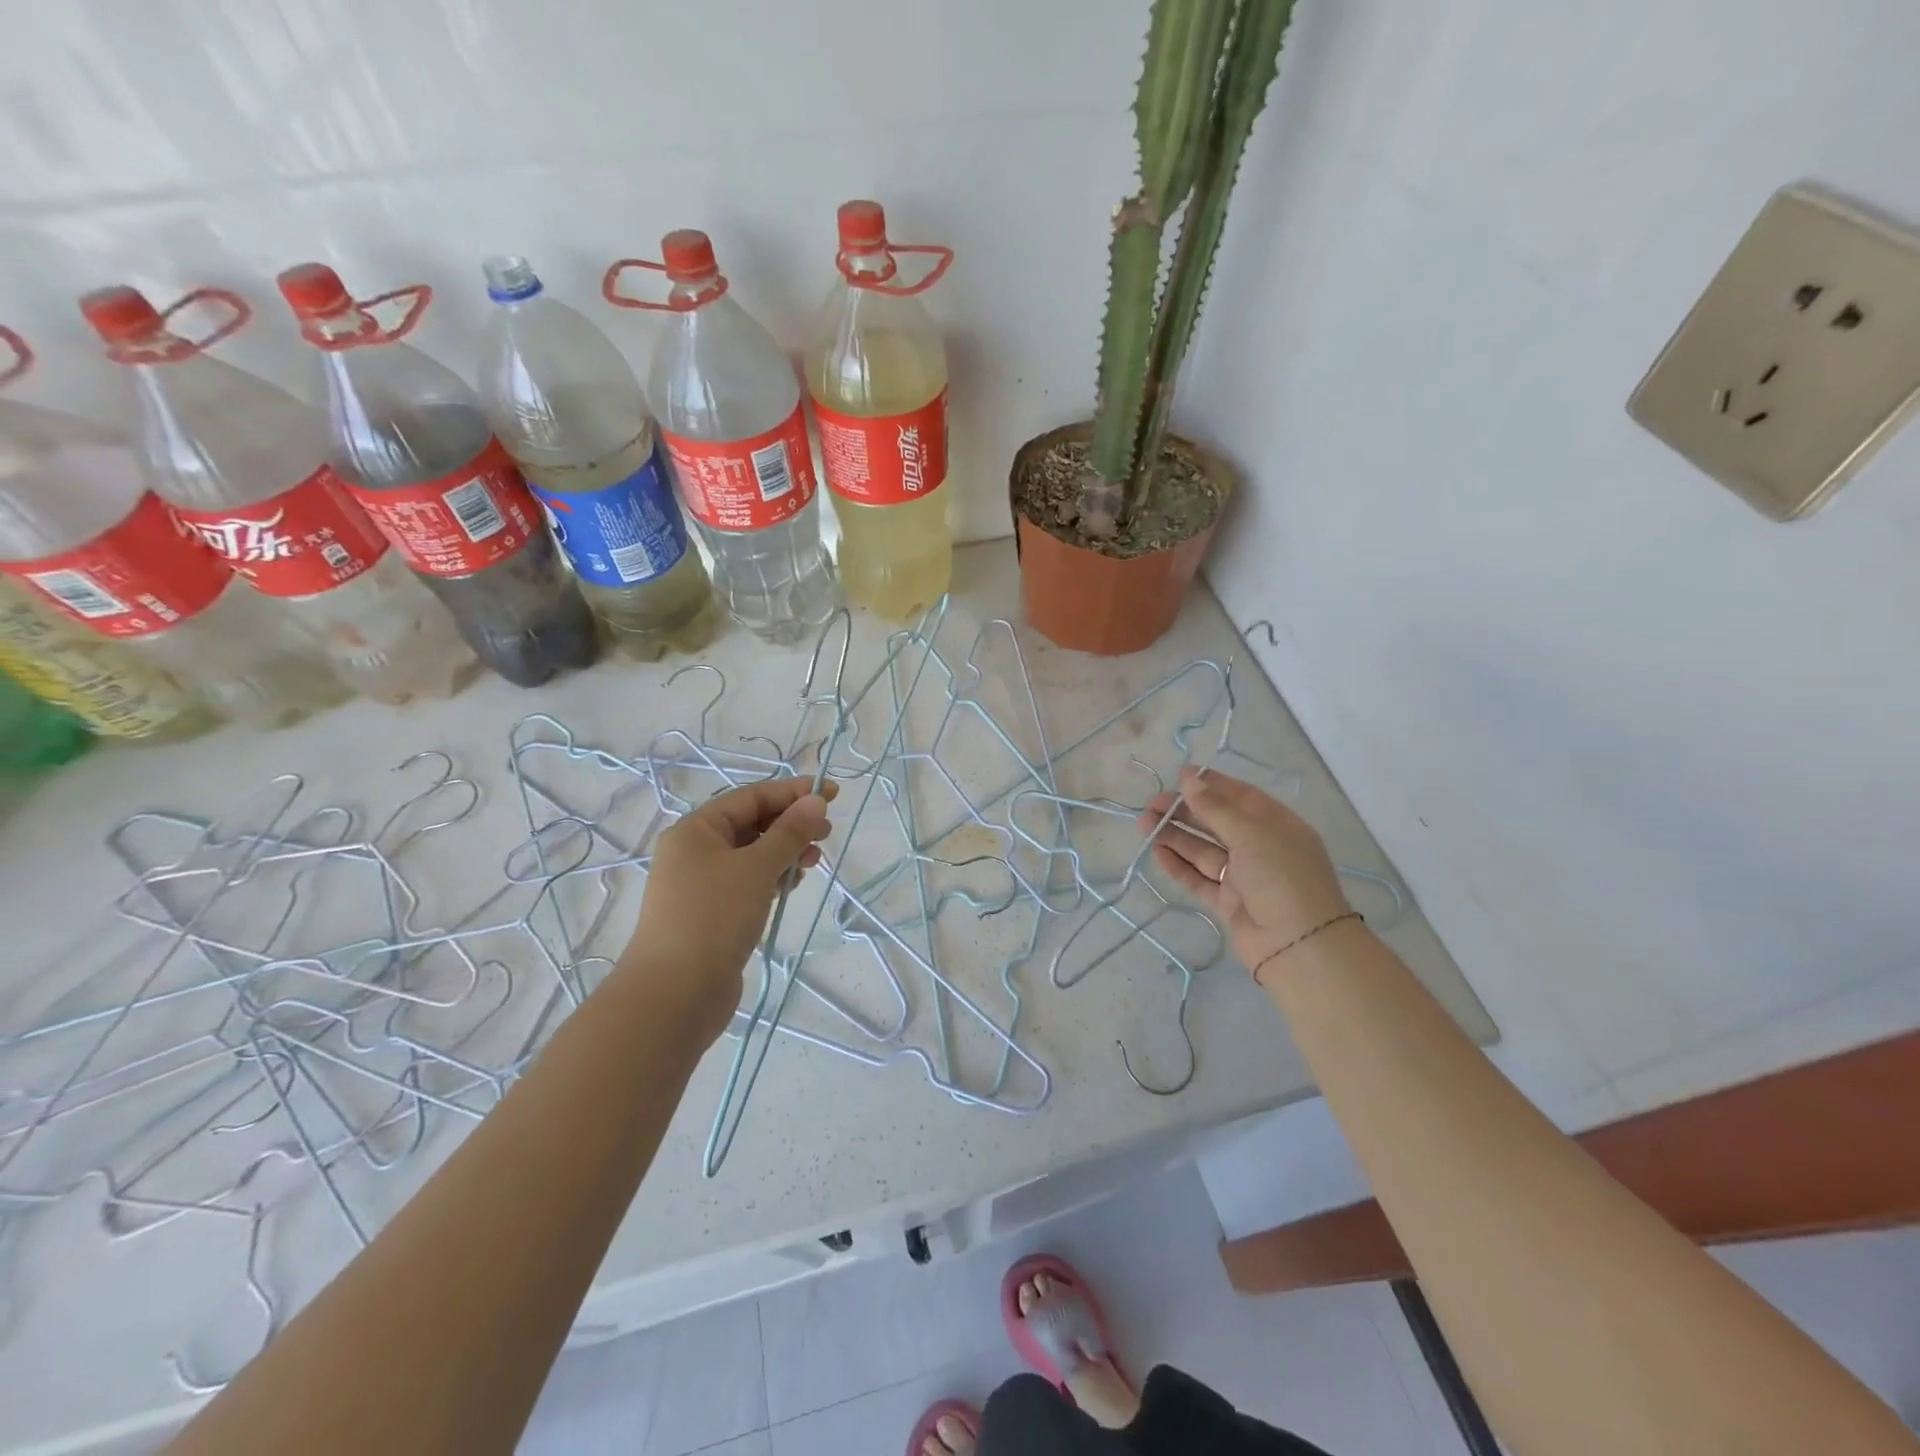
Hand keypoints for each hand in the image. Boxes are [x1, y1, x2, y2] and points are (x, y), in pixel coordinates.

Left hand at [621, 776, 836, 1042]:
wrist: (674, 995)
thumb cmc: (713, 918)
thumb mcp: (757, 868)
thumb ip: (789, 832)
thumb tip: (816, 800)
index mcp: (696, 830)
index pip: (751, 797)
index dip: (792, 792)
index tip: (831, 794)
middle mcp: (695, 851)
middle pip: (751, 824)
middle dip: (791, 824)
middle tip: (826, 833)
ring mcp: (702, 884)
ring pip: (752, 855)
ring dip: (785, 852)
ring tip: (813, 863)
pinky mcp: (713, 913)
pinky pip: (749, 882)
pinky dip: (773, 877)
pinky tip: (792, 885)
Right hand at [1138, 767, 1350, 979]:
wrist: (1299, 945)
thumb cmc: (1281, 877)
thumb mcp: (1250, 834)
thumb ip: (1215, 808)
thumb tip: (1188, 777)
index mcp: (1276, 825)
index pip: (1239, 796)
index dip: (1210, 784)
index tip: (1178, 776)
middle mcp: (1261, 847)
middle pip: (1216, 823)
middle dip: (1184, 811)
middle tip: (1150, 805)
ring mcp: (1244, 876)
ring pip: (1203, 850)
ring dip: (1175, 837)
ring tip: (1144, 825)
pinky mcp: (1228, 902)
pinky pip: (1199, 878)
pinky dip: (1178, 865)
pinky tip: (1157, 853)